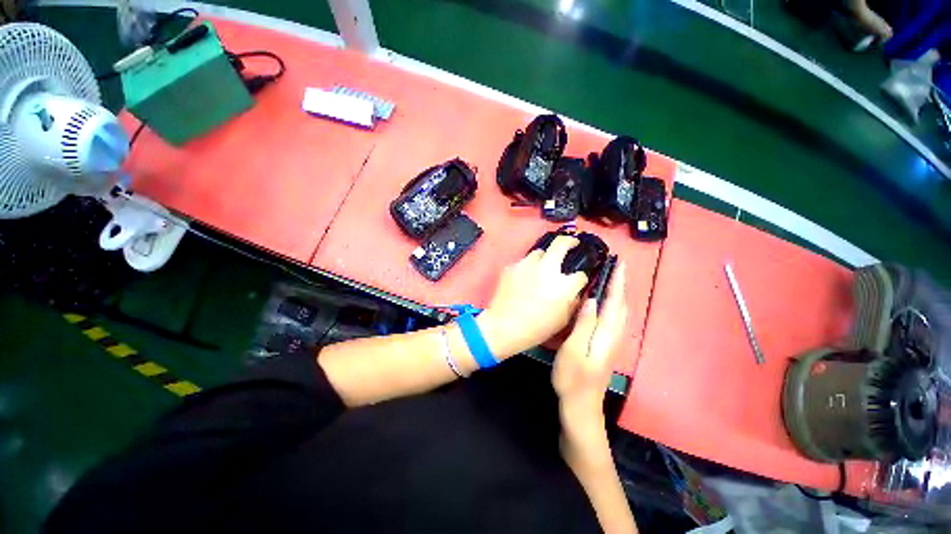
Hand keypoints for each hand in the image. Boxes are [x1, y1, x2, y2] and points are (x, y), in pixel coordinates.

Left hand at [478, 236, 588, 357]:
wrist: (505, 326)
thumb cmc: (537, 328)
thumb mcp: (563, 319)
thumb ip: (573, 301)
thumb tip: (576, 290)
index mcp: (564, 284)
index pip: (580, 275)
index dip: (581, 278)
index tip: (578, 280)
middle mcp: (547, 269)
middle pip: (561, 244)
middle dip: (570, 241)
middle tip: (572, 243)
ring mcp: (527, 265)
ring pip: (539, 252)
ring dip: (544, 258)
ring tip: (542, 268)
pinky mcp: (511, 267)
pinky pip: (523, 263)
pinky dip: (527, 268)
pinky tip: (523, 279)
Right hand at [552, 261, 627, 451]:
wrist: (581, 405)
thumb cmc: (572, 378)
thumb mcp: (573, 350)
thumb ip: (584, 325)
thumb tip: (591, 300)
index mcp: (606, 333)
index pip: (614, 301)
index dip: (617, 282)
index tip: (619, 263)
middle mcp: (613, 335)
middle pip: (621, 305)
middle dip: (620, 284)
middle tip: (615, 266)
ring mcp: (611, 341)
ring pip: (620, 312)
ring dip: (619, 293)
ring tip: (613, 279)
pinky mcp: (606, 346)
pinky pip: (614, 319)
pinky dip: (614, 305)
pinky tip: (605, 303)